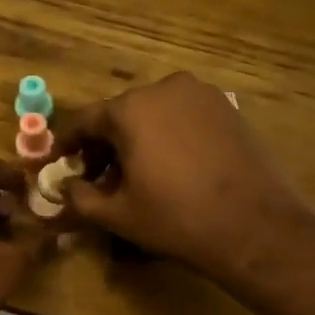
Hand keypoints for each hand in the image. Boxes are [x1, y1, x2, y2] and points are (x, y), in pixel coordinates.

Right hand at [53, 73, 310, 279]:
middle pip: (121, 113)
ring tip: (139, 171)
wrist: (254, 225)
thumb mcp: (118, 214)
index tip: (59, 160)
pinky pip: (185, 115)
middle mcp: (163, 89)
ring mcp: (200, 94)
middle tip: (101, 175)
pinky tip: (175, 164)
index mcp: (130, 109)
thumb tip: (65, 186)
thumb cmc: (177, 219)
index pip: (86, 120)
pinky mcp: (228, 106)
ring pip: (155, 112)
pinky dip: (171, 133)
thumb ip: (80, 197)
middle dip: (106, 143)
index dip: (69, 142)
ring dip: (140, 136)